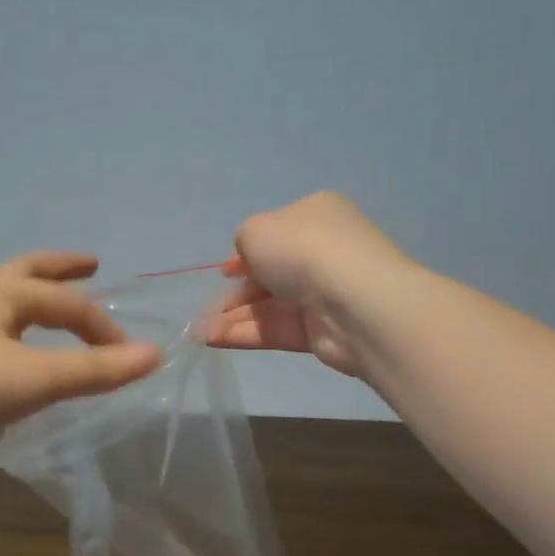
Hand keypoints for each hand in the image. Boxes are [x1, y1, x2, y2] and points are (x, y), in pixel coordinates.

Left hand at [0, 252, 161, 432]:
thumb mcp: (33, 379)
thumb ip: (93, 371)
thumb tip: (155, 356)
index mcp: (7, 294)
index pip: (71, 304)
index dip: (104, 329)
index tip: (128, 358)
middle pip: (30, 272)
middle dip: (64, 269)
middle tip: (90, 263)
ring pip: (2, 299)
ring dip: (32, 298)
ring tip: (47, 309)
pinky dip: (7, 327)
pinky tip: (2, 352)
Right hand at [204, 191, 409, 376]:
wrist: (355, 302)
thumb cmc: (303, 249)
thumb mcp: (256, 229)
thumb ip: (244, 242)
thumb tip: (249, 263)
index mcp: (315, 215)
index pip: (275, 232)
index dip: (245, 253)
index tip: (223, 272)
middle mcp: (323, 251)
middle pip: (271, 272)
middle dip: (236, 291)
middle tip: (206, 309)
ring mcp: (325, 293)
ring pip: (271, 304)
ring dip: (234, 316)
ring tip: (200, 331)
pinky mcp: (322, 330)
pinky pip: (278, 329)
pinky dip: (246, 333)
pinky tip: (214, 340)